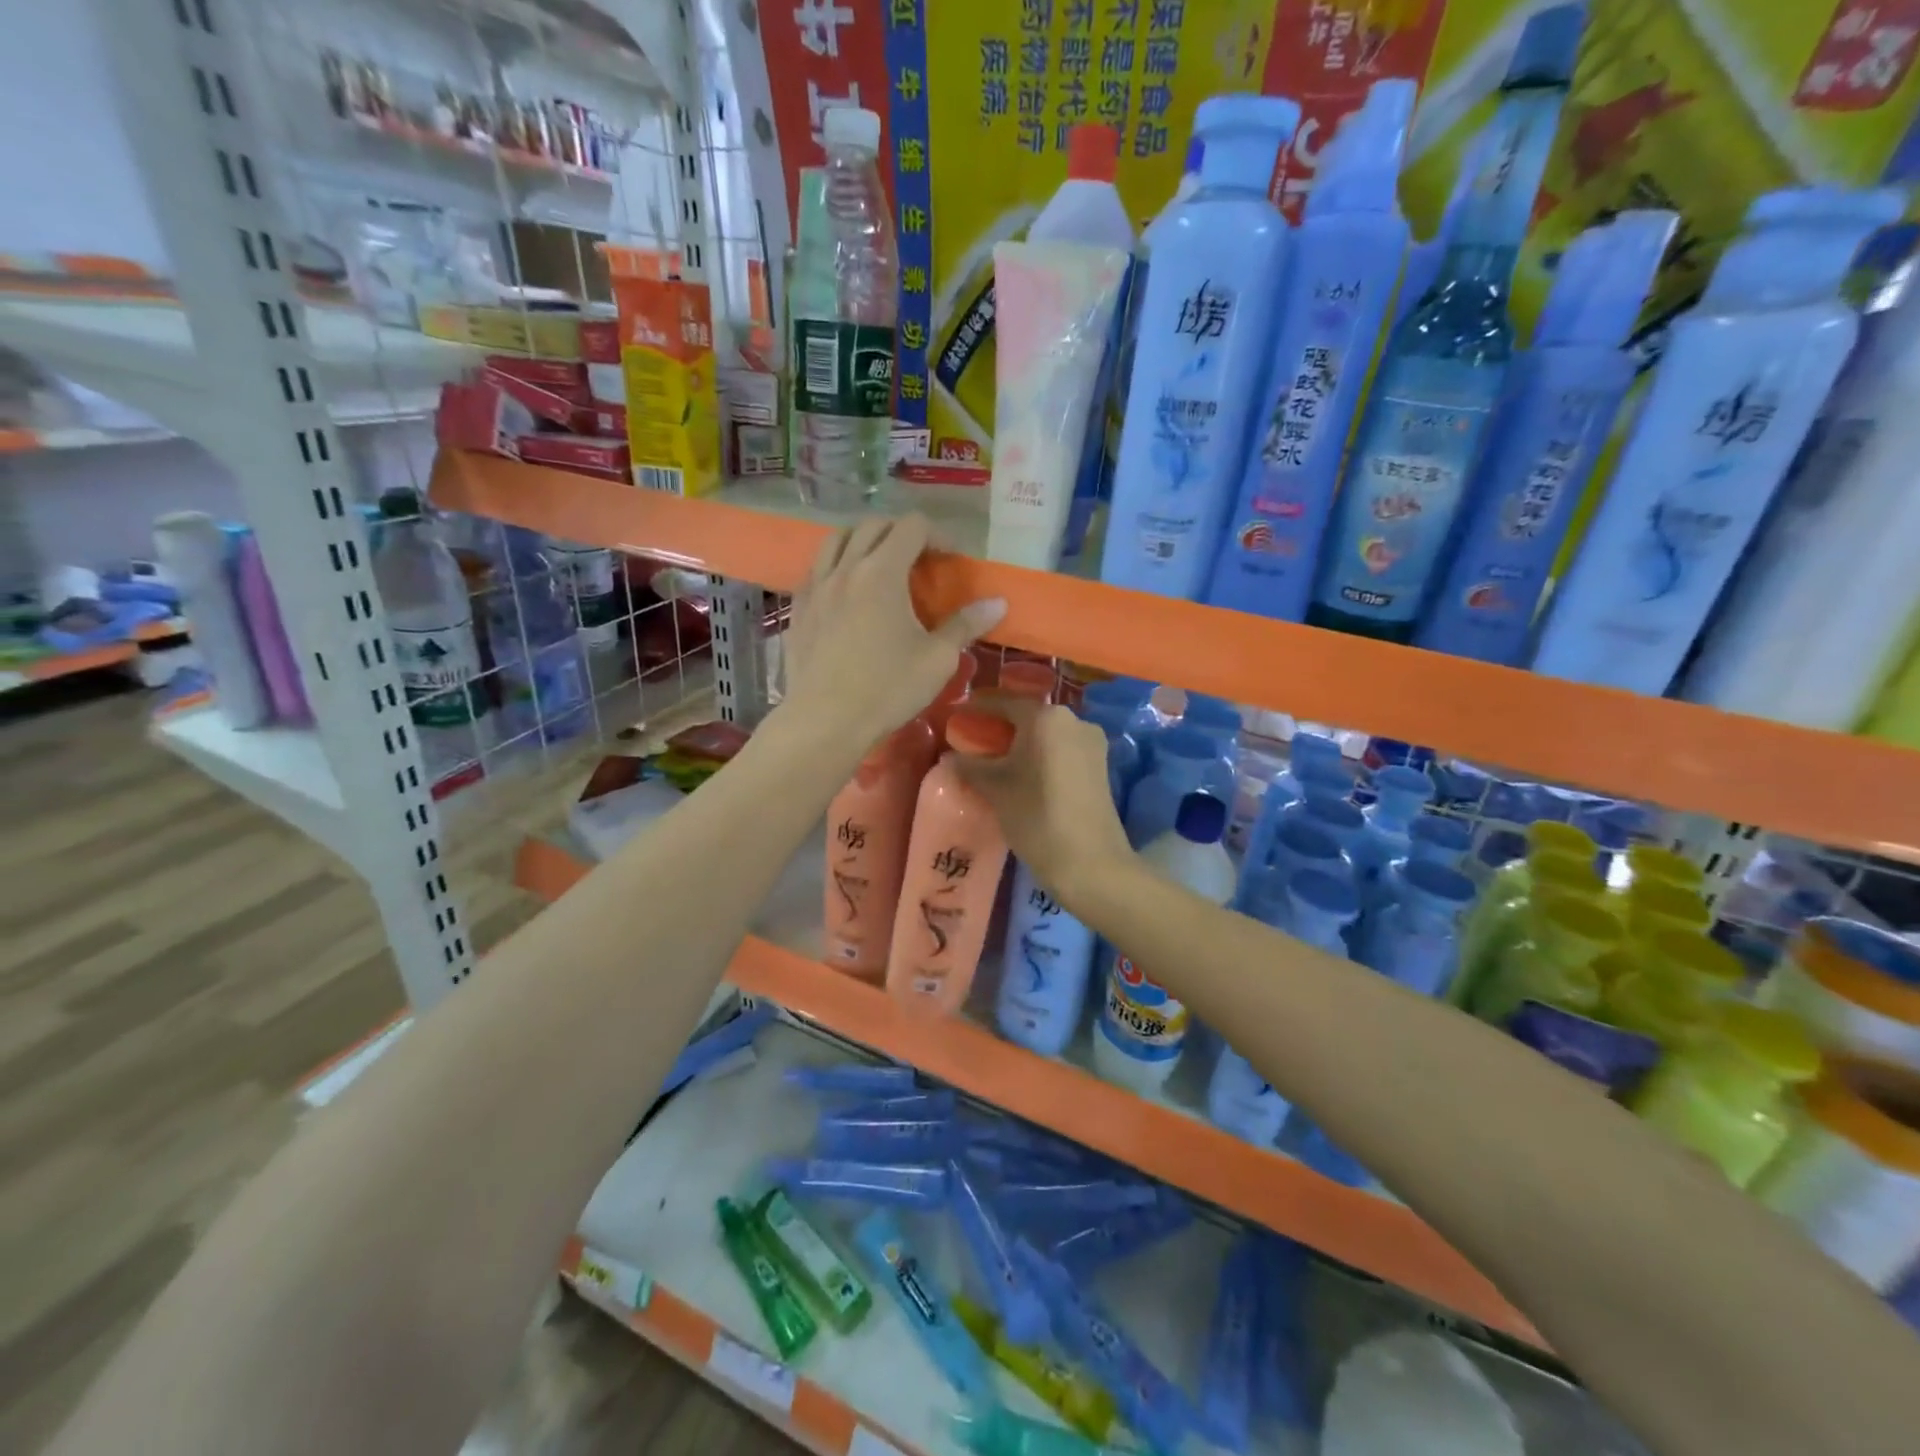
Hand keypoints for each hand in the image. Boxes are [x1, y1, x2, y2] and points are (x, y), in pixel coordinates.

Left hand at [783, 514, 1004, 748]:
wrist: (826, 721)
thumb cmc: (887, 689)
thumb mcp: (937, 659)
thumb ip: (966, 625)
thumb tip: (998, 603)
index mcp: (882, 572)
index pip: (911, 527)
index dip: (937, 535)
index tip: (949, 560)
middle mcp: (845, 568)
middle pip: (873, 526)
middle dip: (901, 533)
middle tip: (919, 560)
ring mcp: (815, 586)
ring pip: (836, 540)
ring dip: (863, 541)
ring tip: (879, 565)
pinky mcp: (798, 608)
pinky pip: (816, 569)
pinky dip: (835, 566)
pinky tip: (846, 592)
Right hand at [951, 697, 1133, 902]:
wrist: (1090, 862)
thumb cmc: (1036, 817)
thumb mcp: (995, 789)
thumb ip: (970, 765)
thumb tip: (951, 756)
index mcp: (1046, 718)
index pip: (1004, 702)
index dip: (978, 707)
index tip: (957, 714)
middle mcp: (1074, 720)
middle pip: (1028, 716)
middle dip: (1001, 726)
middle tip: (974, 738)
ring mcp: (1091, 742)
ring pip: (1047, 734)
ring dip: (1022, 741)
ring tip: (996, 759)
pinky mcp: (1100, 765)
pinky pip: (1062, 750)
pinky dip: (1041, 755)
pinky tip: (1024, 773)